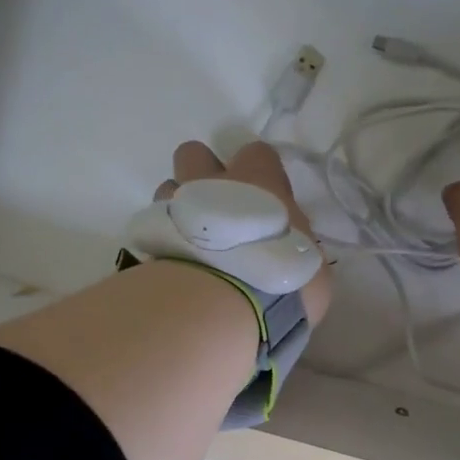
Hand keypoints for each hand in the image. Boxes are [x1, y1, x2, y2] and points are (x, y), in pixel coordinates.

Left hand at [157, 139, 332, 324]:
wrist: (221, 305)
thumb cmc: (279, 279)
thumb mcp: (310, 267)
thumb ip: (297, 246)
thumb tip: (290, 248)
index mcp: (259, 182)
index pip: (258, 153)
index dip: (258, 172)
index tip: (264, 200)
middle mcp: (212, 183)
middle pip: (195, 154)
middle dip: (201, 176)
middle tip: (217, 211)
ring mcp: (175, 207)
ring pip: (167, 188)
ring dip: (179, 209)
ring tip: (191, 242)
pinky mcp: (150, 238)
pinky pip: (153, 227)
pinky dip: (163, 241)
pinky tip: (176, 268)